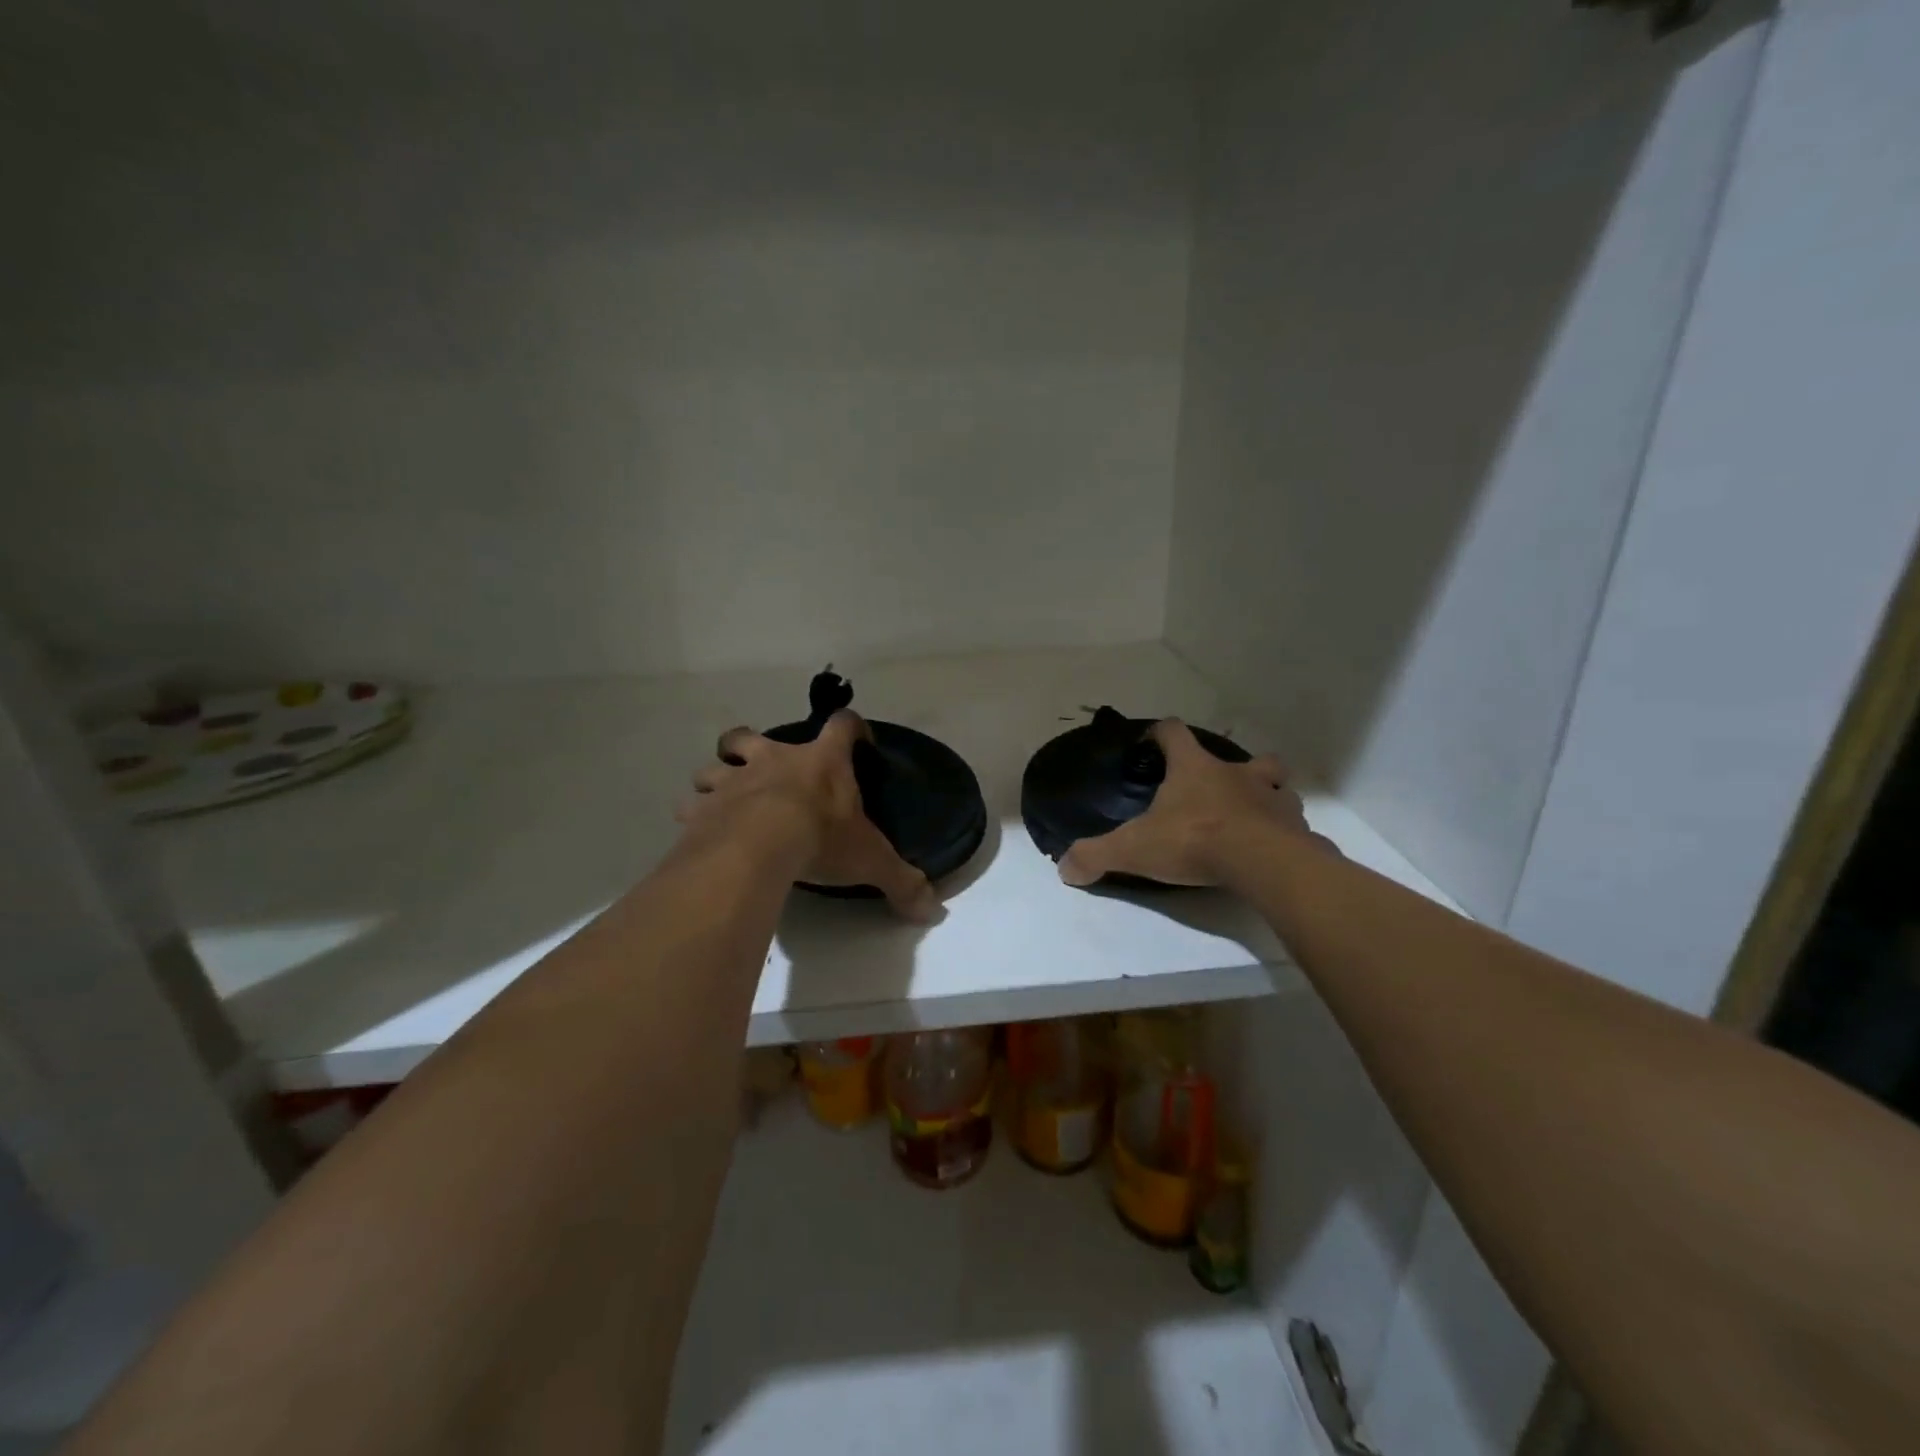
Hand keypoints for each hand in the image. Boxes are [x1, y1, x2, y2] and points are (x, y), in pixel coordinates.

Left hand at [676, 710, 939, 920]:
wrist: (759, 847)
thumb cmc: (822, 839)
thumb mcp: (871, 861)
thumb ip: (901, 881)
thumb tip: (931, 908)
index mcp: (821, 762)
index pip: (843, 725)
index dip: (852, 727)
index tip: (859, 739)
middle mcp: (774, 760)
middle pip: (750, 734)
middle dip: (750, 745)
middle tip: (760, 767)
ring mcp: (734, 780)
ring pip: (712, 765)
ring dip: (716, 779)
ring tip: (723, 801)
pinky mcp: (704, 808)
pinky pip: (690, 806)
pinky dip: (694, 815)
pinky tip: (700, 831)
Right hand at [1058, 719, 1327, 887]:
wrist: (1262, 862)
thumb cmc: (1195, 840)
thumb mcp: (1134, 849)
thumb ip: (1096, 855)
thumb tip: (1064, 868)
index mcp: (1195, 769)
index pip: (1174, 732)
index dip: (1161, 733)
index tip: (1152, 743)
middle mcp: (1237, 774)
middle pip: (1244, 756)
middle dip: (1232, 769)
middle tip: (1216, 793)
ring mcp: (1273, 798)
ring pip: (1276, 786)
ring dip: (1265, 797)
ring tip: (1250, 821)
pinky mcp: (1296, 828)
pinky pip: (1292, 824)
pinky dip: (1283, 833)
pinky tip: (1271, 851)